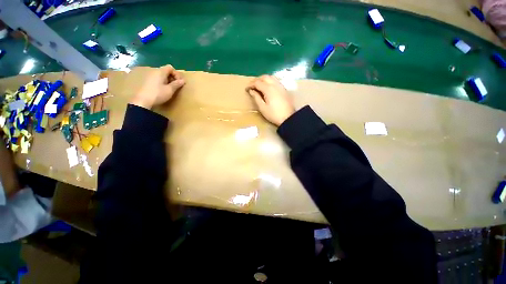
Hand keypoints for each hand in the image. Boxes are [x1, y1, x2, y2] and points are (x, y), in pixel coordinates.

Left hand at [130, 65, 184, 108]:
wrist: (142, 101)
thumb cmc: (158, 94)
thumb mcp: (170, 90)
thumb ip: (177, 84)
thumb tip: (183, 80)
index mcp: (160, 72)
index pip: (170, 68)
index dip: (176, 74)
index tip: (179, 82)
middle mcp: (153, 71)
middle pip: (165, 71)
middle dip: (172, 77)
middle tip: (175, 86)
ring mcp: (148, 76)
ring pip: (160, 75)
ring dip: (166, 80)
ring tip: (169, 88)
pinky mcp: (145, 81)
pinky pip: (155, 79)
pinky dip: (160, 82)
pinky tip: (161, 90)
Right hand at [246, 75, 294, 125]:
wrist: (288, 118)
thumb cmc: (274, 114)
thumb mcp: (262, 108)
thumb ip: (256, 98)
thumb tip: (251, 91)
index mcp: (268, 89)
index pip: (257, 82)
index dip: (250, 85)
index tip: (246, 89)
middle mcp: (275, 84)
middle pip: (264, 77)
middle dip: (256, 80)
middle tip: (252, 86)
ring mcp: (280, 86)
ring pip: (271, 77)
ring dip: (263, 79)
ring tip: (259, 85)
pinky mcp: (284, 89)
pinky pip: (275, 80)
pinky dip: (269, 81)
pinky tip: (268, 87)